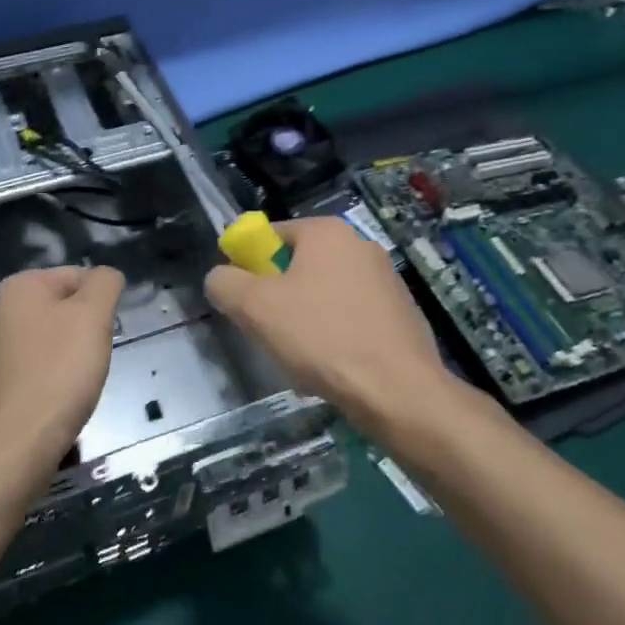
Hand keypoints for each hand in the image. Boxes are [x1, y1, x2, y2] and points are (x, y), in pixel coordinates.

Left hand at [0, 265, 124, 471]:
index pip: (79, 276)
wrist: (17, 446)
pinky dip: (58, 377)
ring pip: (57, 338)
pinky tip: (62, 398)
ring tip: (78, 382)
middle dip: (87, 330)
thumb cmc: (58, 372)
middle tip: (92, 358)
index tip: (103, 335)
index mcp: (19, 285)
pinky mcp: (1, 379)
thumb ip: (105, 283)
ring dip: (75, 356)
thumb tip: (106, 276)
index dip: (100, 304)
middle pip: (67, 307)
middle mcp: (1, 309)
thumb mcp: (93, 315)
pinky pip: (42, 365)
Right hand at [205, 217, 483, 435]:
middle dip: (278, 297)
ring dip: (306, 319)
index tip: (244, 301)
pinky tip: (333, 368)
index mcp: (327, 232)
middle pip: (299, 265)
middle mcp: (360, 244)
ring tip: (301, 357)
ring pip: (325, 294)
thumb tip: (221, 277)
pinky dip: (336, 335)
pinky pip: (352, 317)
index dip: (249, 265)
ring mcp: (387, 279)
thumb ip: (225, 283)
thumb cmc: (322, 338)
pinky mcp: (402, 313)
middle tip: (268, 331)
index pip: (271, 235)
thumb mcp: (255, 308)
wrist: (399, 392)